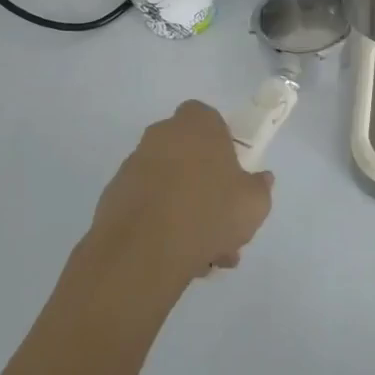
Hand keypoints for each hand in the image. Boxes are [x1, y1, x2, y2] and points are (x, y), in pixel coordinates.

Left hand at [79, 101, 273, 291]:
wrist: (142, 251)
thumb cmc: (208, 212)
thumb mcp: (255, 203)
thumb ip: (260, 187)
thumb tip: (261, 180)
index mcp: (196, 125)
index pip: (207, 117)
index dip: (220, 140)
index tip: (231, 170)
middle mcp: (161, 136)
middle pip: (188, 154)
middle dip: (205, 185)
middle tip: (223, 221)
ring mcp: (133, 167)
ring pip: (169, 185)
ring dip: (185, 212)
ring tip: (205, 255)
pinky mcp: (113, 198)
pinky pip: (147, 206)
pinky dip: (160, 225)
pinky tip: (178, 258)